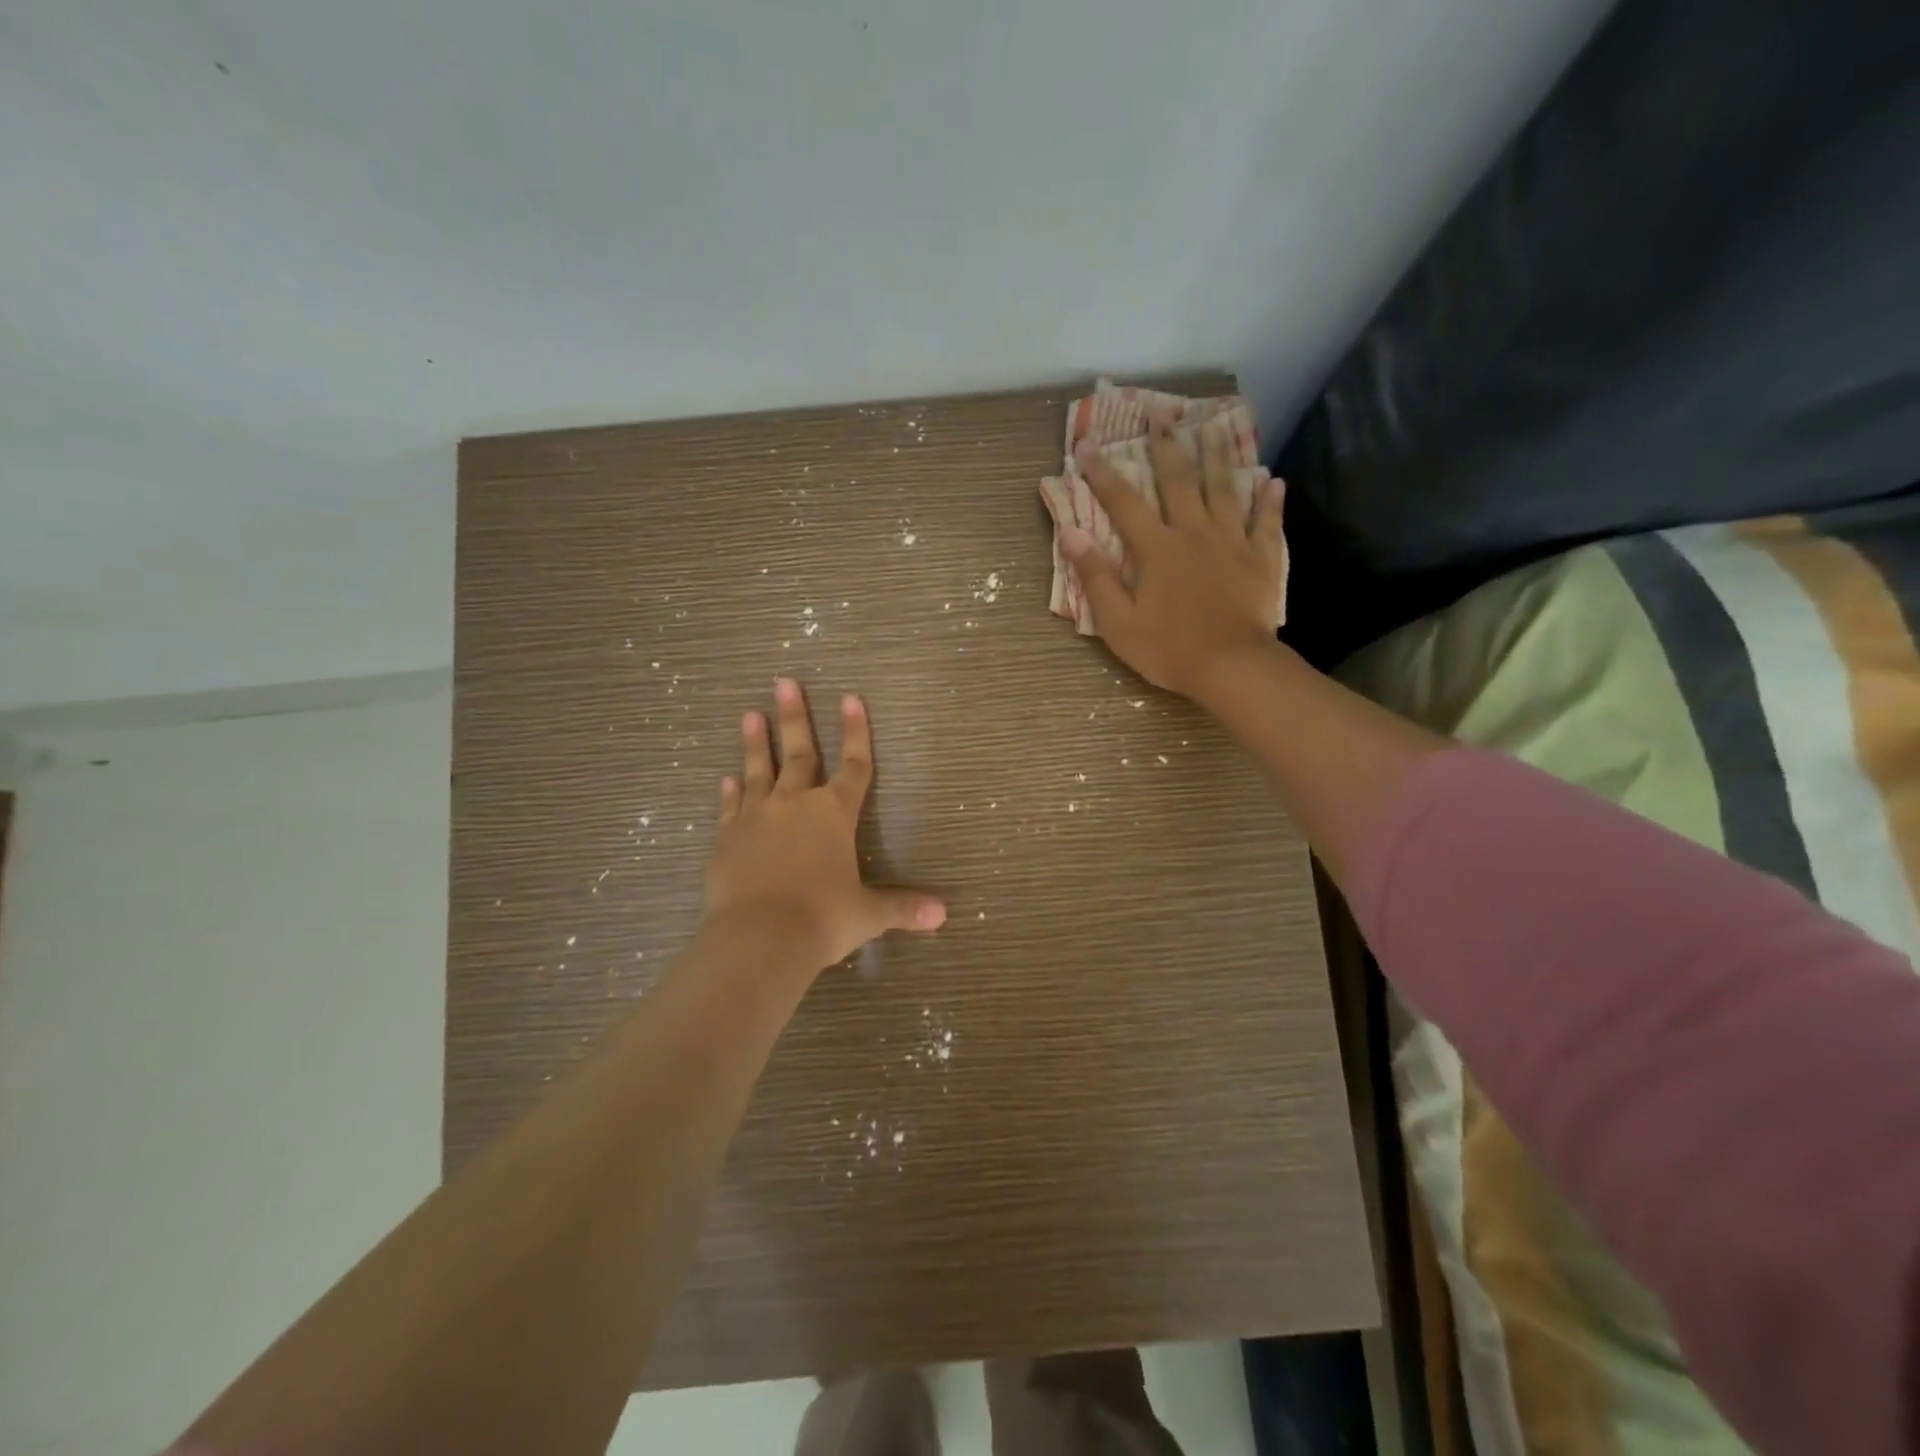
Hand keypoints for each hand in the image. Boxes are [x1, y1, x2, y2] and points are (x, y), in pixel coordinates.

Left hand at [702, 678, 945, 981]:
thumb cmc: (822, 918)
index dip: (856, 731)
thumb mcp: (867, 913)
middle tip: (784, 682)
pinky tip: (727, 778)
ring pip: (758, 771)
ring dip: (756, 742)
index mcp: (834, 814)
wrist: (760, 937)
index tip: (851, 697)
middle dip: (795, 716)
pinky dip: (730, 793)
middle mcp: (795, 805)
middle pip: (799, 753)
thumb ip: (902, 907)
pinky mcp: (727, 838)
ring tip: (750, 714)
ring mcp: (757, 818)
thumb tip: (943, 914)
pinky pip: (731, 807)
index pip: (853, 765)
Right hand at [1062, 415, 1286, 701]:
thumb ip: (1095, 576)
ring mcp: (1232, 543)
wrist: (1231, 667)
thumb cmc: (1168, 649)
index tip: (1086, 445)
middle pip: (1179, 482)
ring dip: (1218, 456)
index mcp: (1157, 549)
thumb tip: (1070, 532)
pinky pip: (1266, 523)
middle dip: (1166, 447)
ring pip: (1225, 490)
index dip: (1102, 473)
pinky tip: (1272, 481)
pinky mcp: (1260, 559)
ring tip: (1214, 426)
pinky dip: (1269, 501)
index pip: (1123, 503)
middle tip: (1160, 414)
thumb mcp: (1118, 621)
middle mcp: (1194, 533)